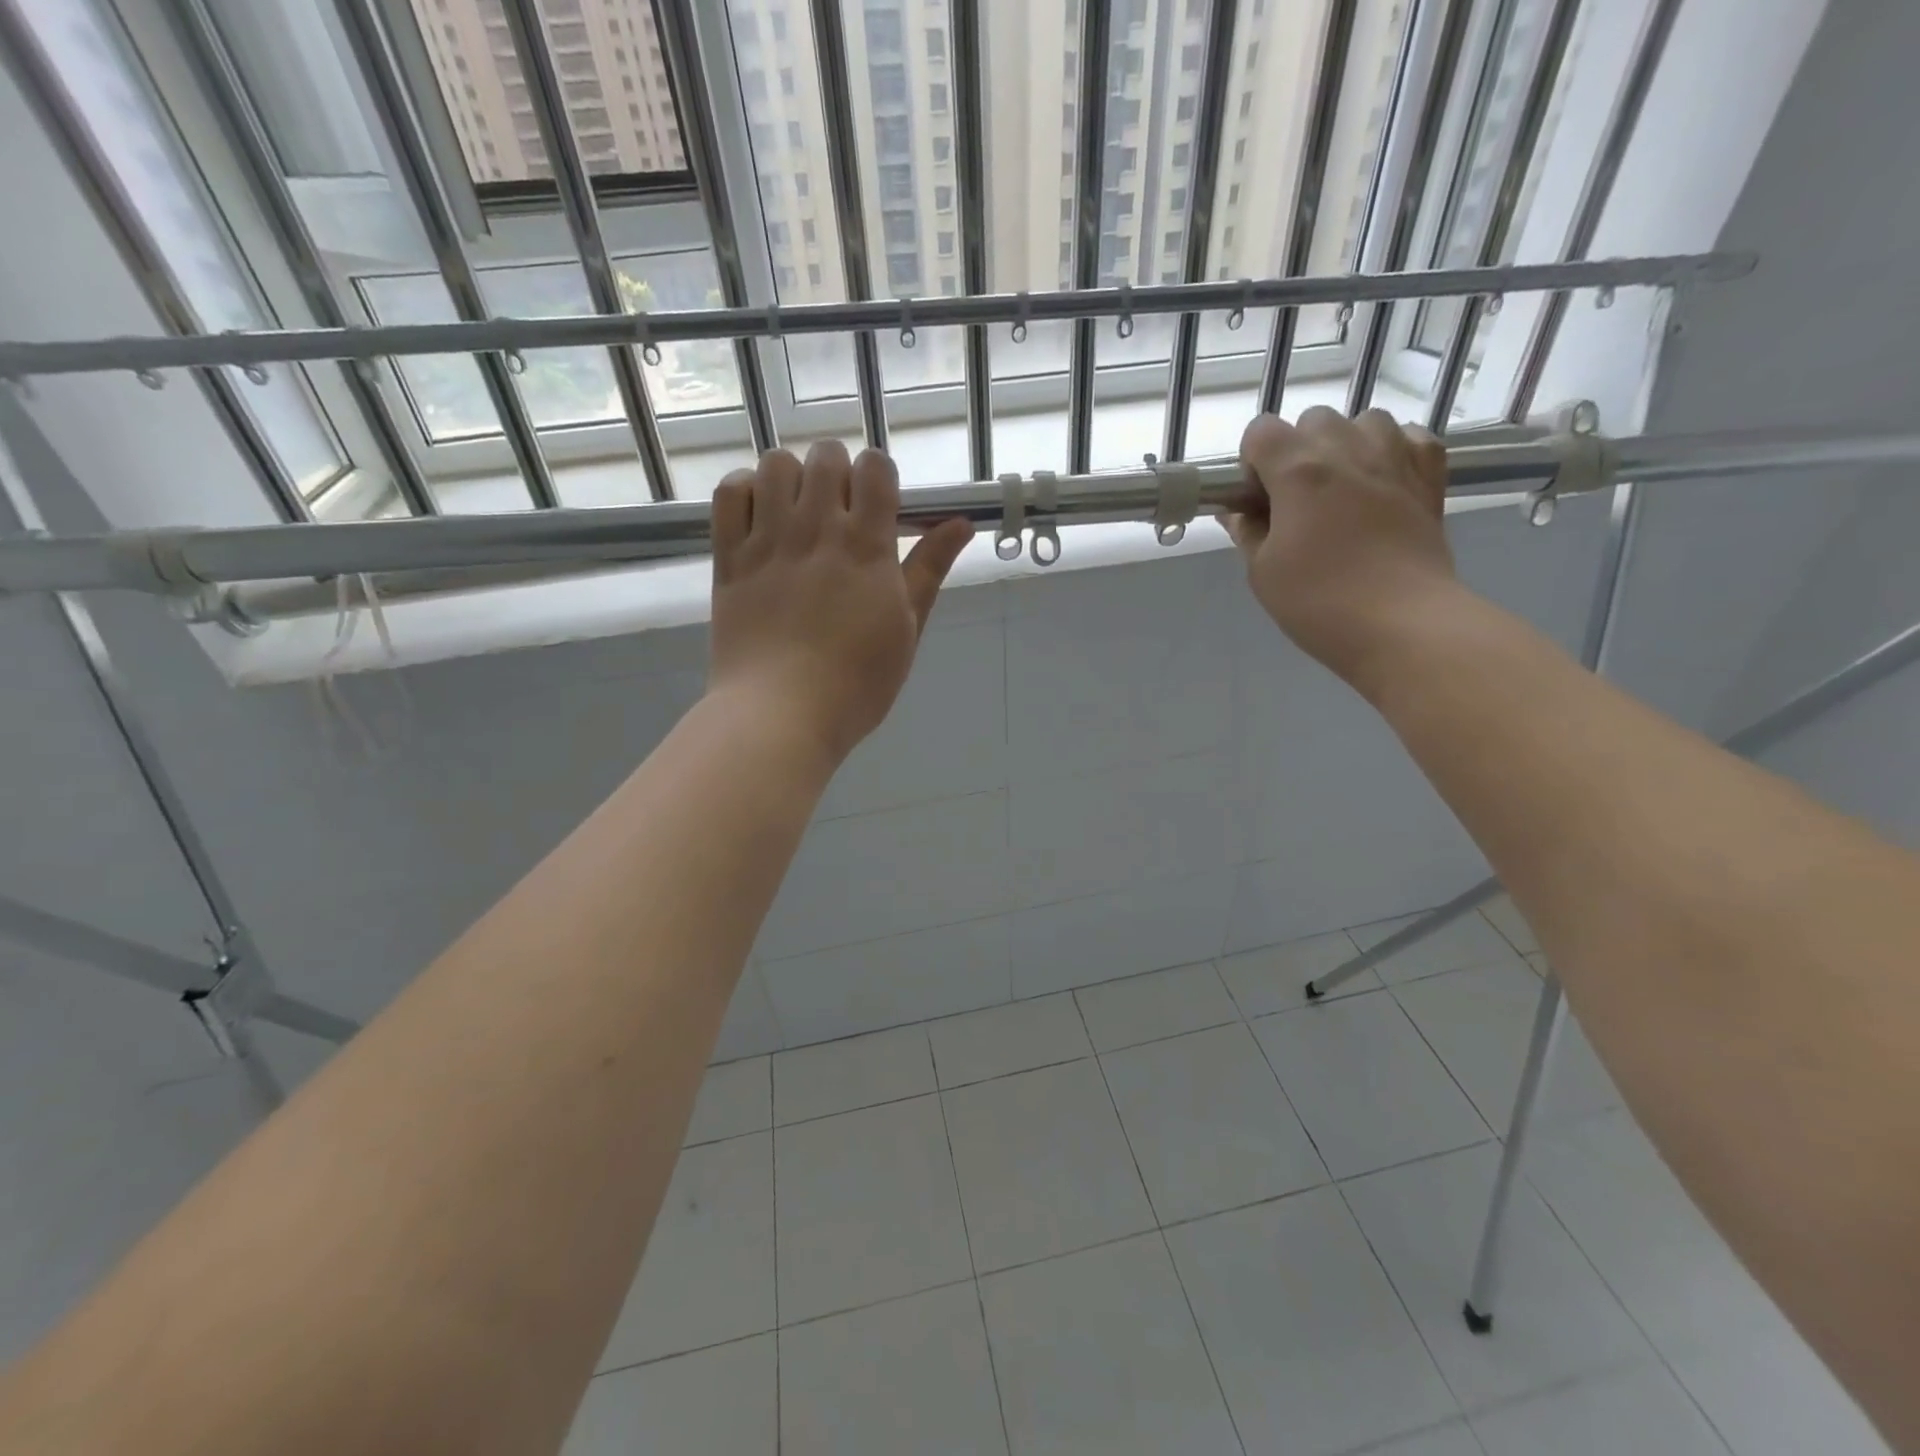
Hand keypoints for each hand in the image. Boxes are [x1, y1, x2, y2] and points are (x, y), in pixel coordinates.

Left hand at [707, 441, 972, 764]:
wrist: (781, 715)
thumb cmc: (856, 683)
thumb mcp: (907, 629)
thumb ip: (930, 570)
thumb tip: (961, 523)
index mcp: (867, 546)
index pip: (875, 467)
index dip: (880, 477)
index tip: (879, 508)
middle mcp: (816, 528)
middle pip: (826, 455)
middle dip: (838, 472)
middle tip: (839, 514)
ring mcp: (768, 540)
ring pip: (776, 464)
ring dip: (792, 477)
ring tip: (797, 513)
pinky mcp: (729, 557)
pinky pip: (729, 493)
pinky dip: (745, 491)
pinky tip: (760, 518)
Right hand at [1227, 407, 1458, 686]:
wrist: (1402, 623)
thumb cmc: (1318, 602)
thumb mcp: (1263, 572)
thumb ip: (1247, 531)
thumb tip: (1238, 511)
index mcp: (1298, 471)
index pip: (1261, 431)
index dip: (1252, 462)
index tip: (1257, 500)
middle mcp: (1347, 449)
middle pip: (1313, 420)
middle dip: (1298, 451)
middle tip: (1297, 502)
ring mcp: (1396, 457)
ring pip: (1364, 420)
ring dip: (1347, 445)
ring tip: (1343, 489)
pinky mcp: (1430, 476)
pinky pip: (1410, 437)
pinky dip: (1394, 450)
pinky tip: (1384, 482)